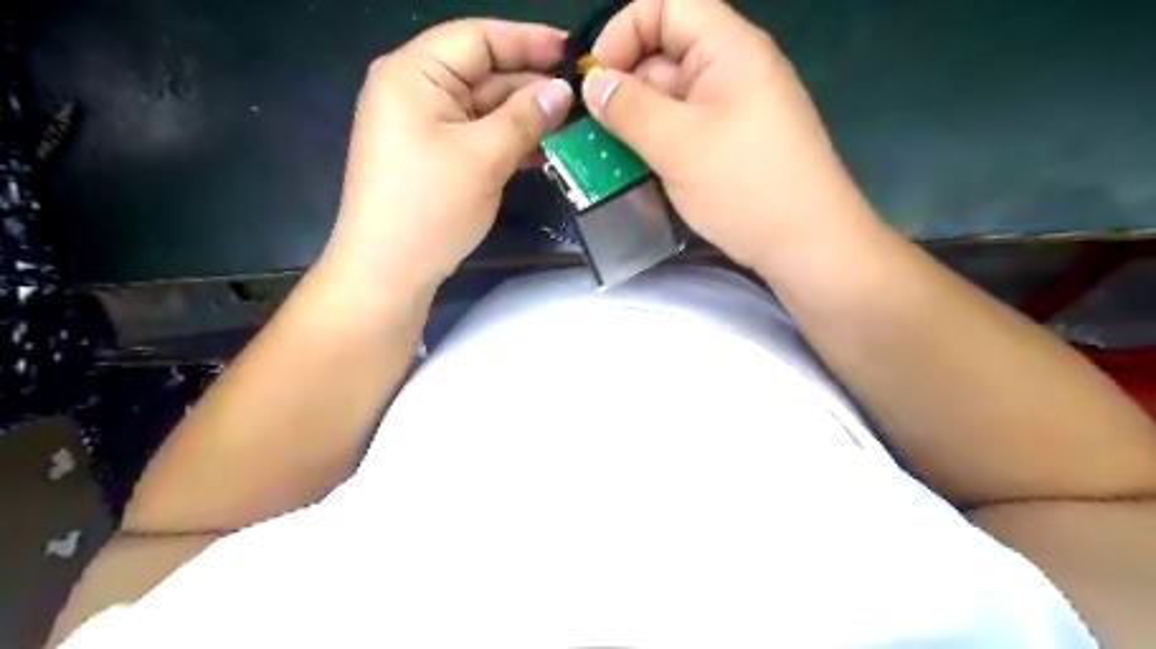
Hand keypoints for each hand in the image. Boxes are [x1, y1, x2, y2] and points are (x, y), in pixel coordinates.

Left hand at [314, 18, 571, 296]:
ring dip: (525, 118)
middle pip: (483, 73)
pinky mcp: (436, 157)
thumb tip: (561, 91)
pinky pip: (478, 136)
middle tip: (581, 99)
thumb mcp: (483, 157)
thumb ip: (525, 117)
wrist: (388, 271)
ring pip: (485, 108)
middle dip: (530, 85)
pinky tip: (544, 150)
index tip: (571, 52)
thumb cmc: (429, 207)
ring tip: (572, 126)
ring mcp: (425, 126)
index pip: (478, 38)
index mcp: (415, 73)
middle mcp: (416, 91)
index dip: (527, 41)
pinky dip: (509, 141)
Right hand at [587, 0, 876, 270]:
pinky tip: (639, 170)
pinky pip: (685, 130)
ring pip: (671, 99)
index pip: (667, 6)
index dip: (624, 31)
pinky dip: (658, 144)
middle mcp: (732, 70)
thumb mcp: (678, 145)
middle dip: (625, 86)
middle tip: (594, 130)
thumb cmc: (746, 186)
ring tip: (609, 156)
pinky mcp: (731, 145)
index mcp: (728, 49)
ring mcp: (734, 110)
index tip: (595, 78)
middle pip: (665, 54)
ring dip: (638, 122)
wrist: (808, 246)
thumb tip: (592, 83)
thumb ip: (630, 109)